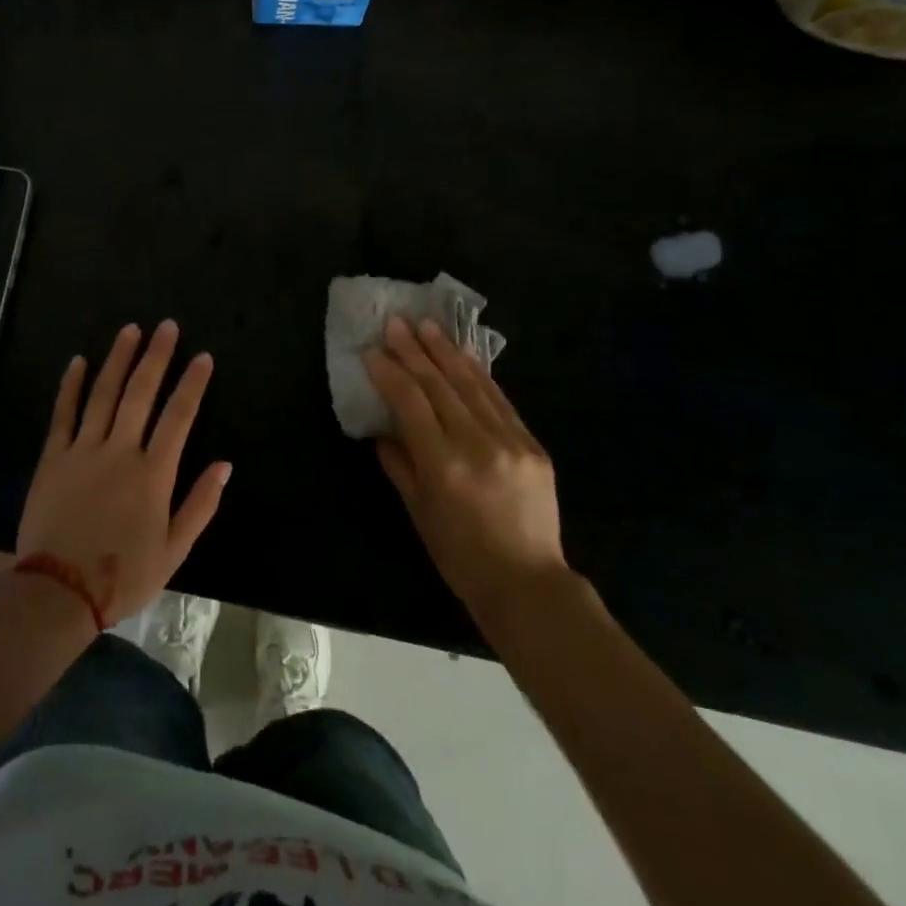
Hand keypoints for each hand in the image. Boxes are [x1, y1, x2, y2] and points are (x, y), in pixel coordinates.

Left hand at [16, 321, 229, 625]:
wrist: (58, 593)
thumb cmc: (122, 575)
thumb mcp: (173, 550)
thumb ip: (200, 504)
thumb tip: (225, 464)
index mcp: (153, 474)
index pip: (179, 417)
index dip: (192, 384)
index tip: (203, 357)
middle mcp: (120, 451)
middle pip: (141, 393)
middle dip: (156, 356)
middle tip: (166, 326)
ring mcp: (83, 450)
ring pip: (103, 394)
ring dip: (118, 359)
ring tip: (130, 330)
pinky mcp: (52, 458)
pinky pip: (62, 414)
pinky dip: (71, 386)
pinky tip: (78, 361)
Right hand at [363, 316, 566, 619]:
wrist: (528, 583)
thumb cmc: (460, 556)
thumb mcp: (419, 513)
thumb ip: (399, 465)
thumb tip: (384, 430)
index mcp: (443, 465)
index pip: (411, 403)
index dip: (389, 373)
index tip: (372, 351)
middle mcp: (477, 444)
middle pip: (440, 385)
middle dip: (414, 350)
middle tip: (395, 322)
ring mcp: (510, 441)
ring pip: (473, 385)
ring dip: (447, 351)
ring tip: (427, 325)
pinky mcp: (533, 444)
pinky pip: (500, 400)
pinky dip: (479, 374)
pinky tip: (464, 356)